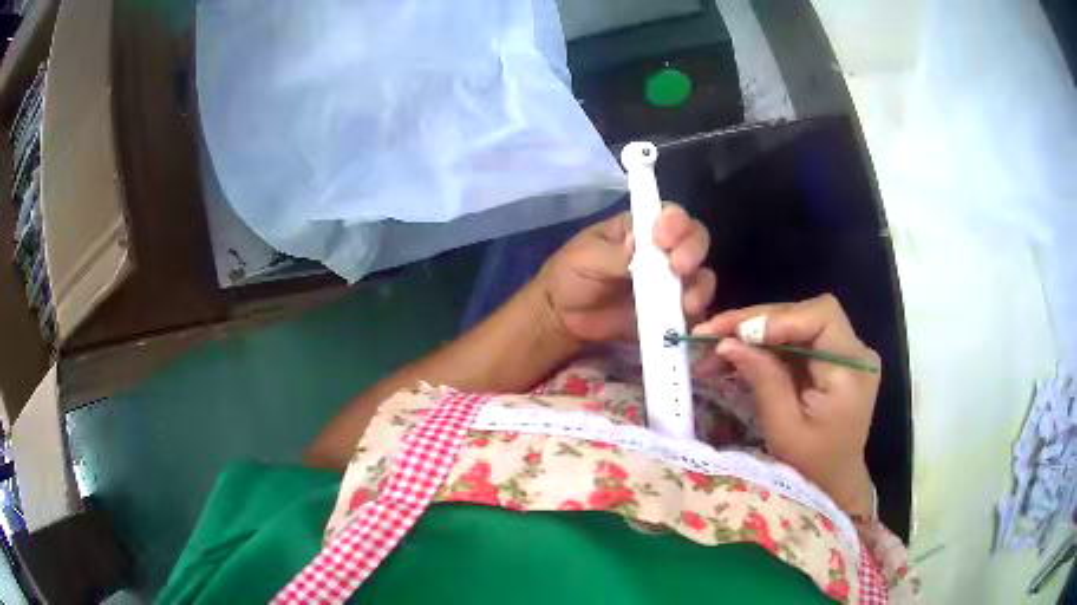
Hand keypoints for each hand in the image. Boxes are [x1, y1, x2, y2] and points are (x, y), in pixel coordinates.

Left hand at [538, 205, 714, 344]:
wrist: (563, 319)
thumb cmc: (571, 276)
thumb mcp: (586, 258)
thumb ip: (615, 255)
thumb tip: (639, 247)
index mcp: (641, 229)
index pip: (670, 215)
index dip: (675, 223)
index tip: (662, 238)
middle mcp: (663, 251)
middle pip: (695, 241)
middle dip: (692, 250)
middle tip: (678, 267)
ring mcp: (670, 282)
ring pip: (701, 276)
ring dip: (698, 286)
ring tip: (684, 302)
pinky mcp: (671, 312)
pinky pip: (693, 311)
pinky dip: (694, 314)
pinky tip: (683, 319)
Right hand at [693, 294, 879, 518]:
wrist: (834, 483)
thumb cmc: (811, 466)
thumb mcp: (784, 429)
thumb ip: (763, 380)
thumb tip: (728, 342)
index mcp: (851, 369)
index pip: (821, 316)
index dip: (778, 317)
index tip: (737, 334)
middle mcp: (854, 351)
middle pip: (804, 314)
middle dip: (757, 321)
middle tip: (711, 332)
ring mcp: (845, 352)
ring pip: (796, 322)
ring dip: (755, 331)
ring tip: (715, 345)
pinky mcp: (831, 359)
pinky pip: (796, 339)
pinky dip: (766, 344)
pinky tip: (737, 354)